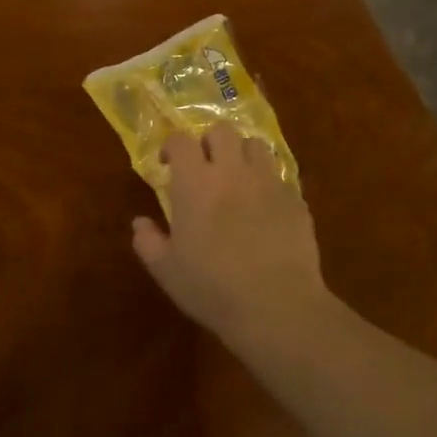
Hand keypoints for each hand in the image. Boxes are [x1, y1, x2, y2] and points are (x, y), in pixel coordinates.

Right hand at [131, 124, 331, 345]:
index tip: (167, 164)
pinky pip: (280, 175)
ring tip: (237, 178)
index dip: (171, 146)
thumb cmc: (212, 288)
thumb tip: (139, 223)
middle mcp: (232, 171)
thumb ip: (147, 241)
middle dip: (209, 142)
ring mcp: (269, 182)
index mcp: (195, 183)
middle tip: (204, 167)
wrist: (276, 305)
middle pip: (222, 131)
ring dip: (242, 154)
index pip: (180, 141)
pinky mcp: (296, 199)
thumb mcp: (166, 270)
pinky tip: (263, 205)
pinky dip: (267, 181)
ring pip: (256, 144)